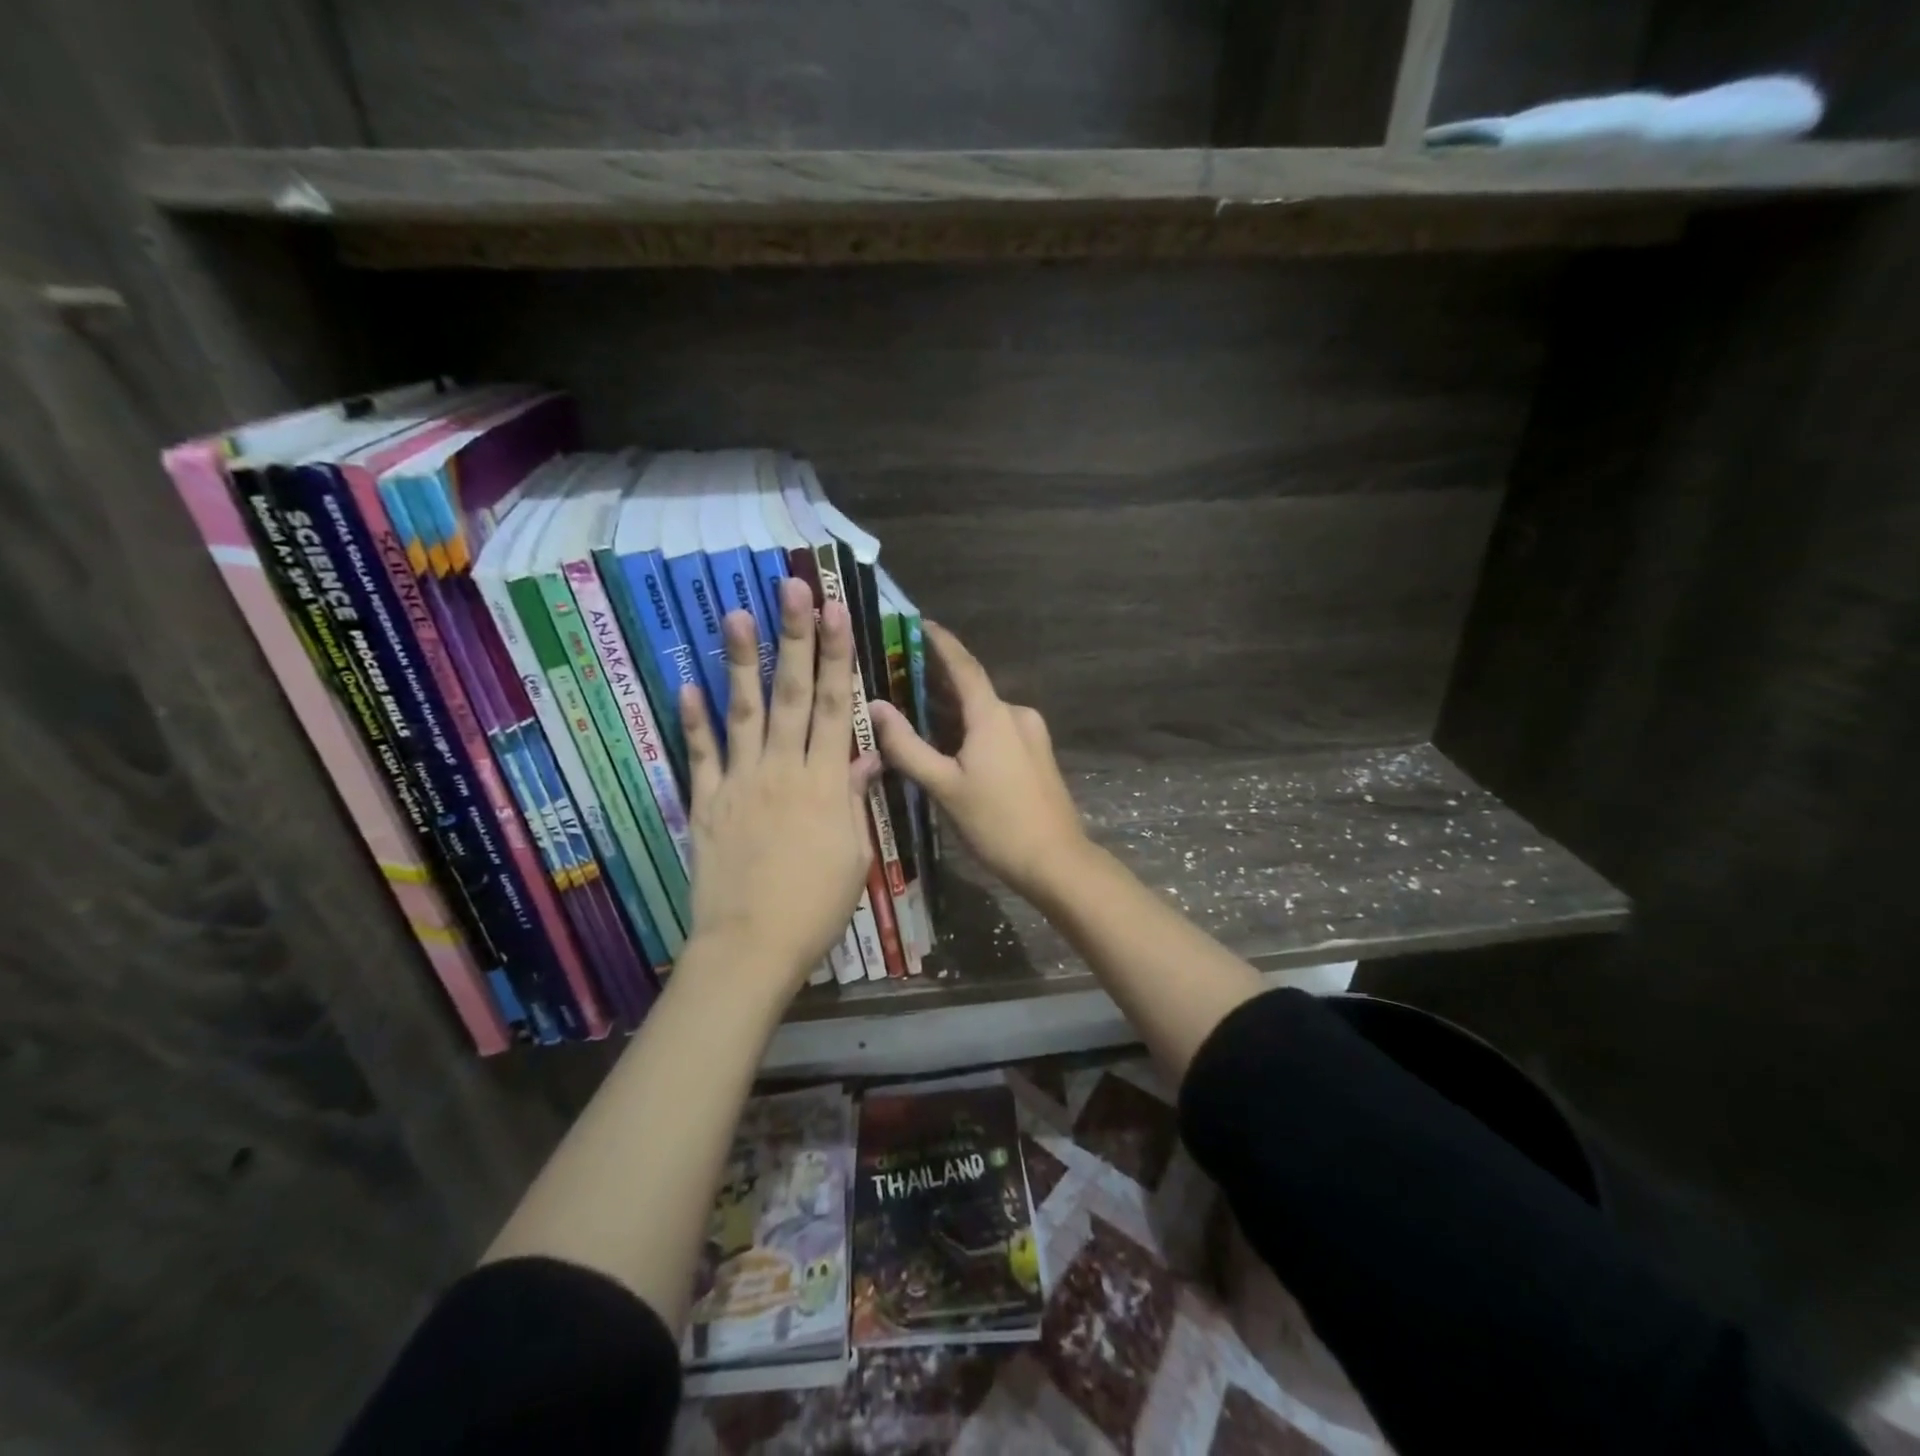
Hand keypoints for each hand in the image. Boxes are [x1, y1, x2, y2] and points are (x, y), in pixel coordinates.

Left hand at [679, 577, 879, 996]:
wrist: (753, 946)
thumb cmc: (816, 907)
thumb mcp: (854, 855)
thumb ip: (855, 800)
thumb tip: (866, 757)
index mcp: (826, 783)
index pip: (837, 707)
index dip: (838, 656)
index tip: (837, 612)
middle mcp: (784, 770)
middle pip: (793, 694)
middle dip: (795, 638)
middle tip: (792, 588)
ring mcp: (740, 783)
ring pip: (743, 712)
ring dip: (740, 661)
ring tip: (734, 613)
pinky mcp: (706, 803)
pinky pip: (700, 755)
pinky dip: (693, 720)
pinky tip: (687, 684)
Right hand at [869, 622, 1089, 903]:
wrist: (1056, 861)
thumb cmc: (996, 823)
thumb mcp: (944, 787)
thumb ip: (907, 746)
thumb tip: (876, 708)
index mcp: (993, 715)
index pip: (963, 665)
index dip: (940, 641)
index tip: (917, 623)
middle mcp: (1016, 714)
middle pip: (971, 689)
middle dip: (936, 681)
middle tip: (898, 675)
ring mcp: (1031, 734)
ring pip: (983, 712)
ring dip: (952, 709)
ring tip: (914, 709)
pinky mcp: (1037, 754)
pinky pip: (996, 729)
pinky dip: (970, 728)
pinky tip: (948, 742)